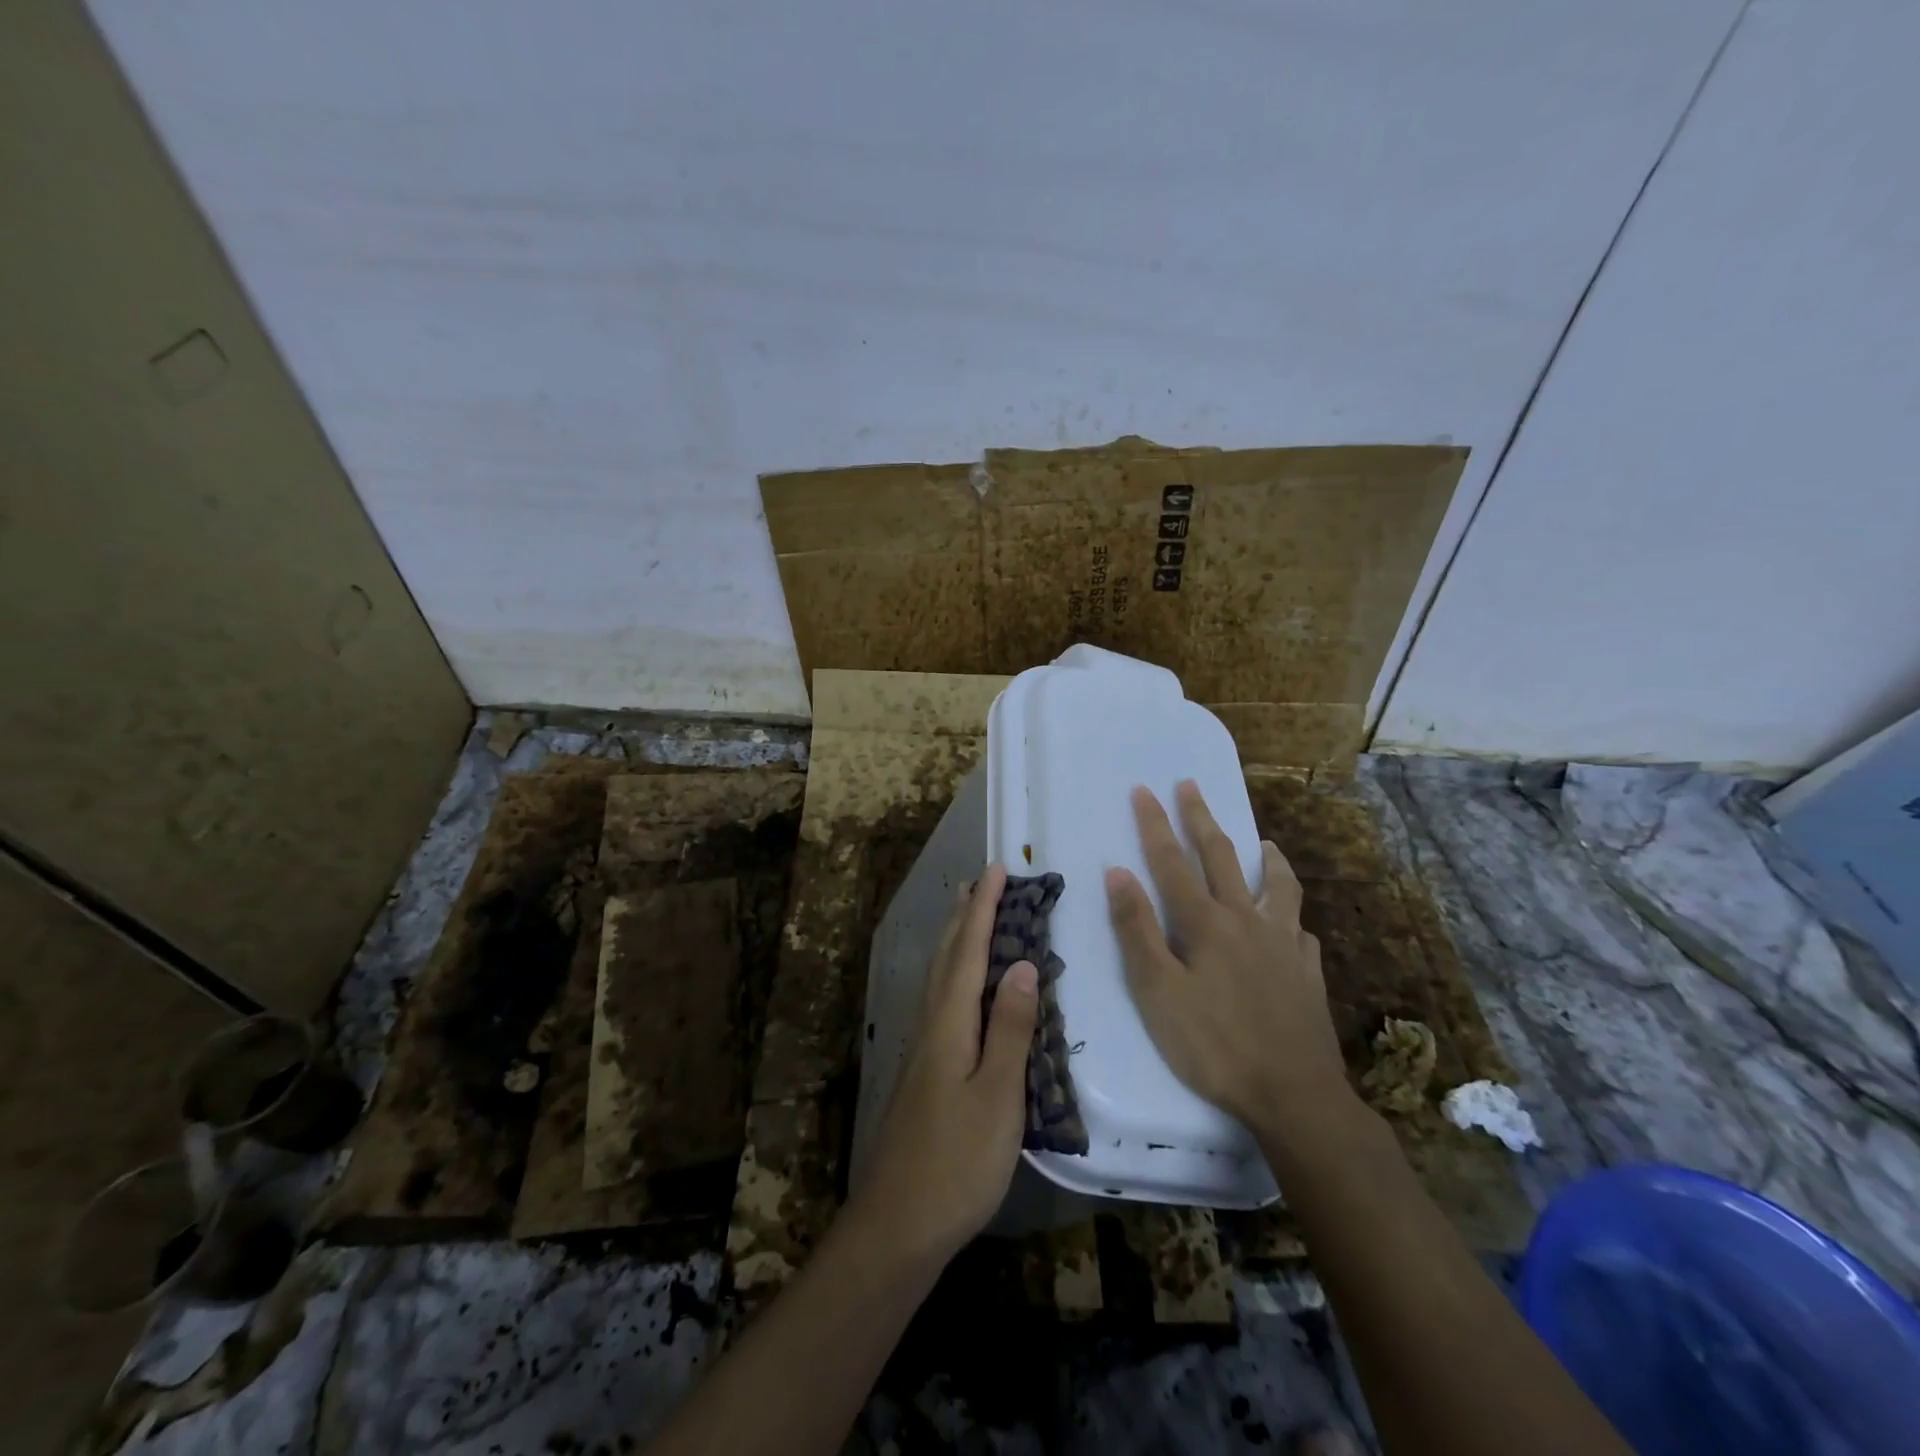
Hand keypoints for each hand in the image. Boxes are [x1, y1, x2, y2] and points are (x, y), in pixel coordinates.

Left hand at [850, 863, 1037, 1266]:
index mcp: (949, 1023)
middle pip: (947, 956)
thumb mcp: (998, 1096)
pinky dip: (954, 972)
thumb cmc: (957, 1162)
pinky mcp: (924, 1070)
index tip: (998, 869)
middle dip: (965, 914)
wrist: (898, 1224)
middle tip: (981, 881)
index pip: (969, 950)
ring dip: (956, 939)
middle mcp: (930, 1024)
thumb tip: (1022, 963)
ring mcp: (923, 1048)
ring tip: (969, 916)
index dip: (984, 908)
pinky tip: (960, 988)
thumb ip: (1009, 1028)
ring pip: (939, 976)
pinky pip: (940, 999)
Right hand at [1105, 781, 1348, 1127]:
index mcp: (1206, 923)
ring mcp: (1284, 944)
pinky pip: (1300, 930)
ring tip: (1264, 843)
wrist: (1294, 1095)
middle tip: (1190, 785)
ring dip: (1265, 858)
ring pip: (1276, 886)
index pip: (1172, 862)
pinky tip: (1291, 924)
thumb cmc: (1214, 1045)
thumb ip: (1137, 930)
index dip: (1155, 824)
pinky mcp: (1308, 971)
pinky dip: (1290, 916)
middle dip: (1201, 819)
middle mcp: (1246, 920)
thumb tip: (1118, 872)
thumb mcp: (1158, 992)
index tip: (1144, 789)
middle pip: (1221, 857)